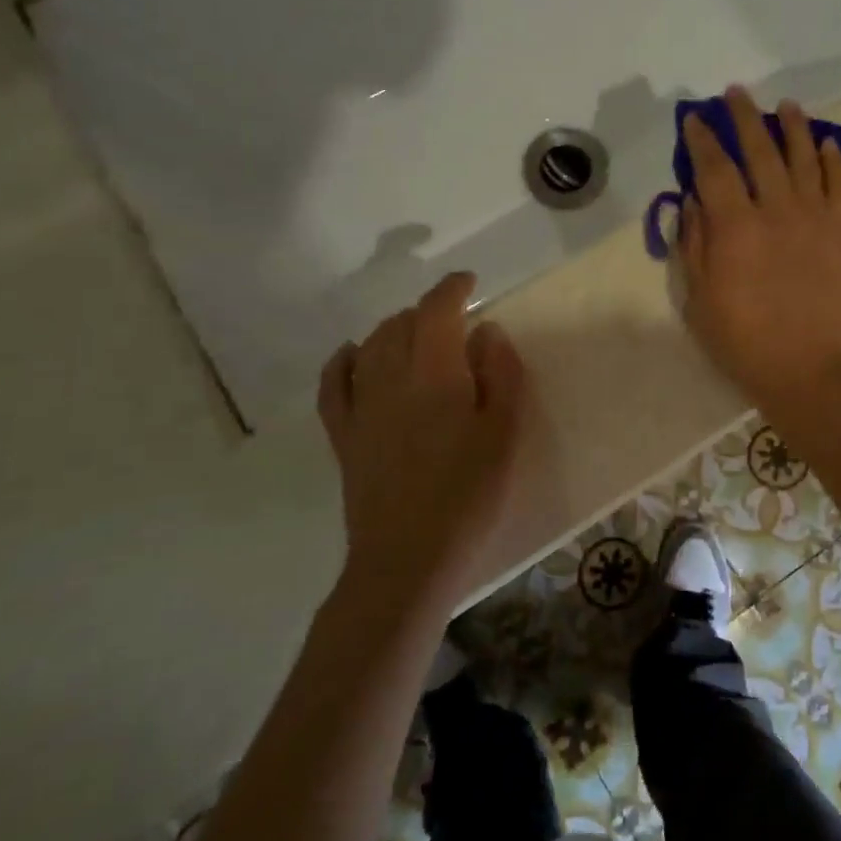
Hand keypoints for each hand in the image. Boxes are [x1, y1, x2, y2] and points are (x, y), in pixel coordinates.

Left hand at [317, 271, 525, 610]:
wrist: (409, 557)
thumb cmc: (469, 493)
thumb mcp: (506, 430)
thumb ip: (501, 373)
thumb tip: (486, 331)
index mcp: (434, 373)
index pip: (436, 310)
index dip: (453, 289)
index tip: (470, 283)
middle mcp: (389, 378)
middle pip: (401, 323)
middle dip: (428, 312)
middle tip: (455, 322)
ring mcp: (360, 406)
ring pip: (370, 345)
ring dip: (394, 329)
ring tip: (417, 336)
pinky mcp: (343, 435)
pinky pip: (334, 383)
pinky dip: (344, 360)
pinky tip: (354, 355)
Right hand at [678, 86, 840, 414]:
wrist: (807, 369)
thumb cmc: (742, 340)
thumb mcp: (698, 298)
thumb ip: (694, 243)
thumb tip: (693, 199)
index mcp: (735, 227)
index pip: (714, 168)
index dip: (702, 139)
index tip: (695, 118)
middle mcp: (776, 210)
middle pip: (759, 150)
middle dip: (744, 118)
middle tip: (736, 94)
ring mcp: (815, 219)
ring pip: (804, 158)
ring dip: (793, 127)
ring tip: (786, 105)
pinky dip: (834, 161)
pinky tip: (826, 144)